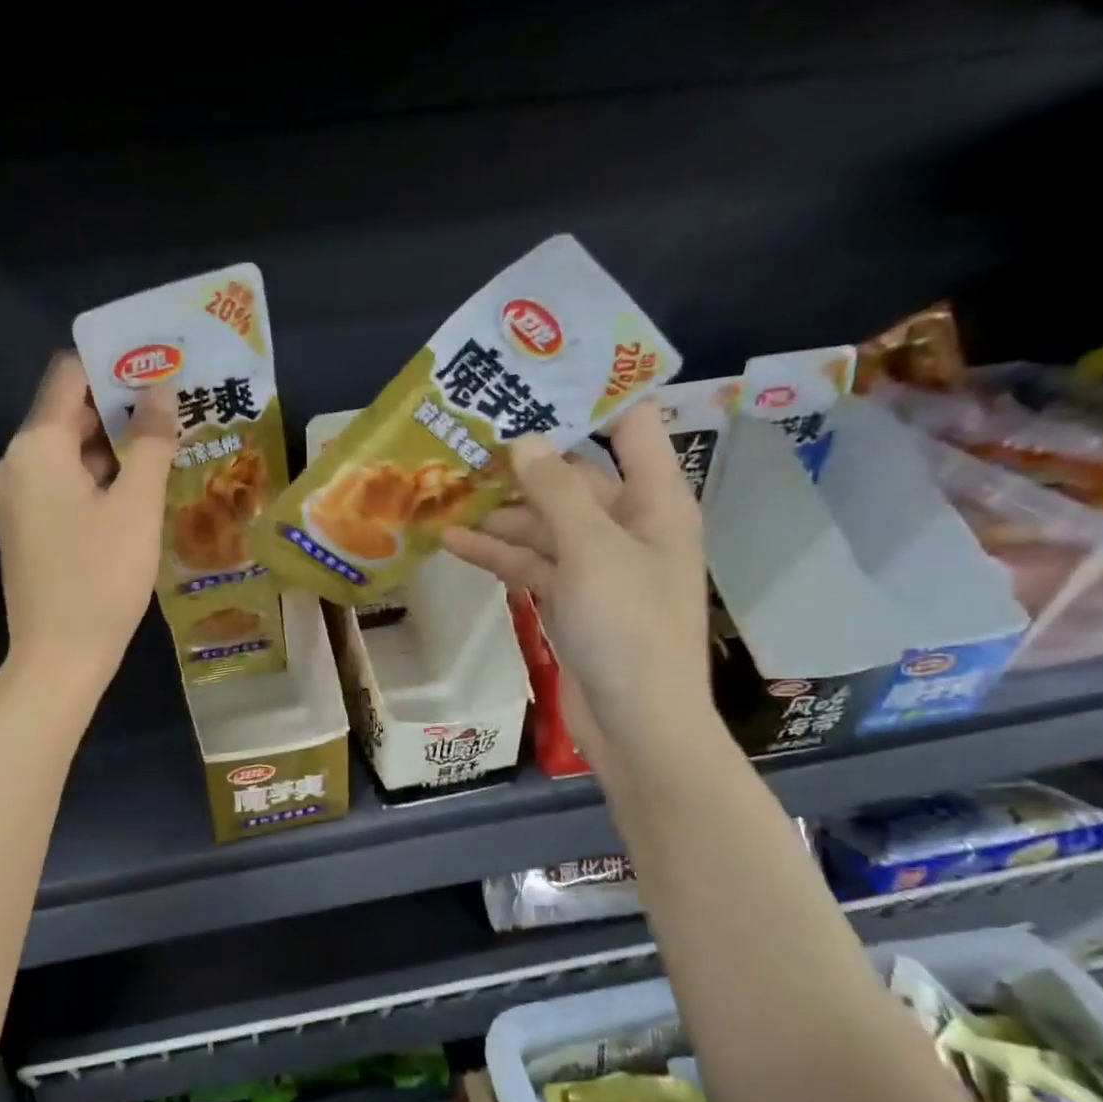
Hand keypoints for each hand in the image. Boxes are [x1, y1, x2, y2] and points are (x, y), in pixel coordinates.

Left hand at [0, 352, 179, 697]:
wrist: (59, 657)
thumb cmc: (101, 578)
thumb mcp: (136, 507)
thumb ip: (150, 442)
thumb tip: (161, 391)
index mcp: (37, 446)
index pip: (70, 374)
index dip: (114, 364)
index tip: (159, 366)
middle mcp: (17, 462)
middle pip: (68, 412)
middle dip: (120, 407)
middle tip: (174, 407)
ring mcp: (17, 497)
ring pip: (67, 451)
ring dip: (112, 445)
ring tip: (165, 445)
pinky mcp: (26, 526)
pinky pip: (62, 482)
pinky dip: (96, 476)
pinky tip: (136, 489)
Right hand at [441, 399, 716, 774]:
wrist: (636, 721)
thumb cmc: (628, 627)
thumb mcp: (591, 550)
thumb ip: (556, 492)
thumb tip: (524, 440)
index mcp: (656, 501)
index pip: (631, 428)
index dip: (590, 399)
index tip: (535, 380)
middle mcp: (629, 526)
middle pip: (574, 479)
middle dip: (523, 464)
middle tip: (466, 441)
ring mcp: (597, 566)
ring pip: (544, 525)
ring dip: (500, 514)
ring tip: (446, 494)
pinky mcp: (569, 600)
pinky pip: (532, 564)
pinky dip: (498, 554)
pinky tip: (453, 542)